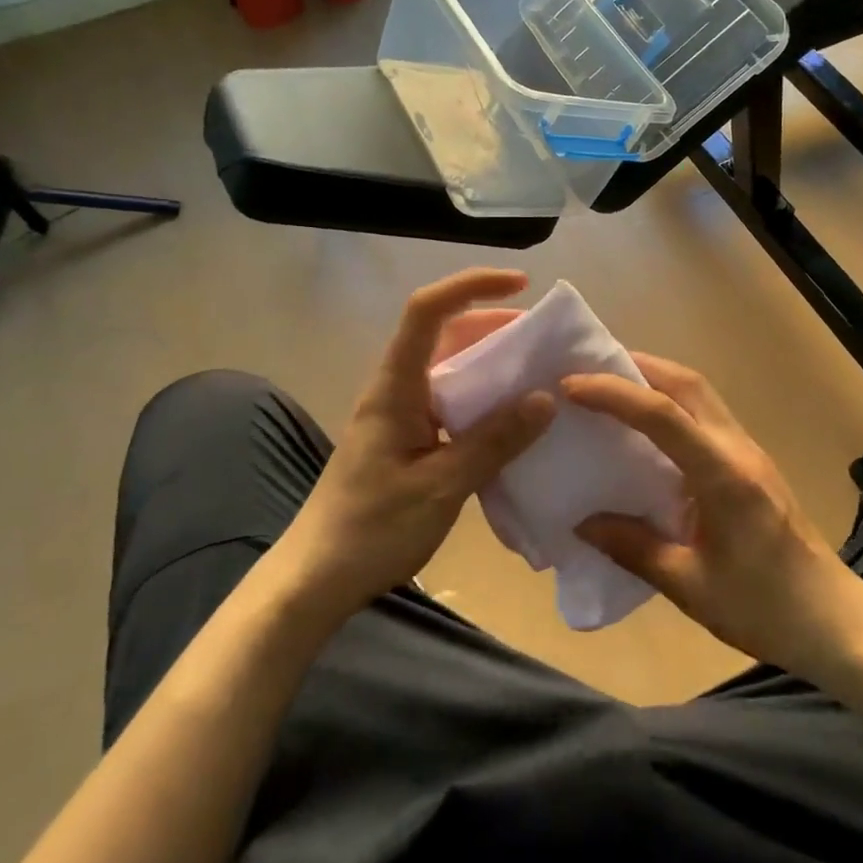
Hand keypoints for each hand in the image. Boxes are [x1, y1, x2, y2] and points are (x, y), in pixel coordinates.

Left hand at [268, 269, 552, 625]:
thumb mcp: (441, 486)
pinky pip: (451, 404)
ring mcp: (401, 415)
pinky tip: (514, 422)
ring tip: (539, 375)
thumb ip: (493, 442)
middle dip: (493, 325)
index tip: (520, 284)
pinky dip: (484, 401)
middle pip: (444, 334)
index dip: (471, 286)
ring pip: (450, 370)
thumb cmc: (372, 529)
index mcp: (395, 387)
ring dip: (492, 364)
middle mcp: (397, 389)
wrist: (318, 578)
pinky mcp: (408, 441)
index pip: (427, 311)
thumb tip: (545, 399)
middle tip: (544, 339)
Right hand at [563, 355, 862, 681]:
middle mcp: (738, 449)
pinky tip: (644, 428)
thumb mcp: (691, 587)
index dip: (614, 394)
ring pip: (699, 393)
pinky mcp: (750, 465)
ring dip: (655, 379)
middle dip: (636, 366)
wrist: (836, 622)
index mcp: (723, 475)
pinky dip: (669, 404)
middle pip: (687, 383)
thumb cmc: (765, 609)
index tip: (569, 385)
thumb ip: (634, 548)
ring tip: (610, 388)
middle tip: (589, 370)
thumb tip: (582, 523)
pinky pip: (704, 416)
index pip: (663, 415)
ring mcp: (749, 453)